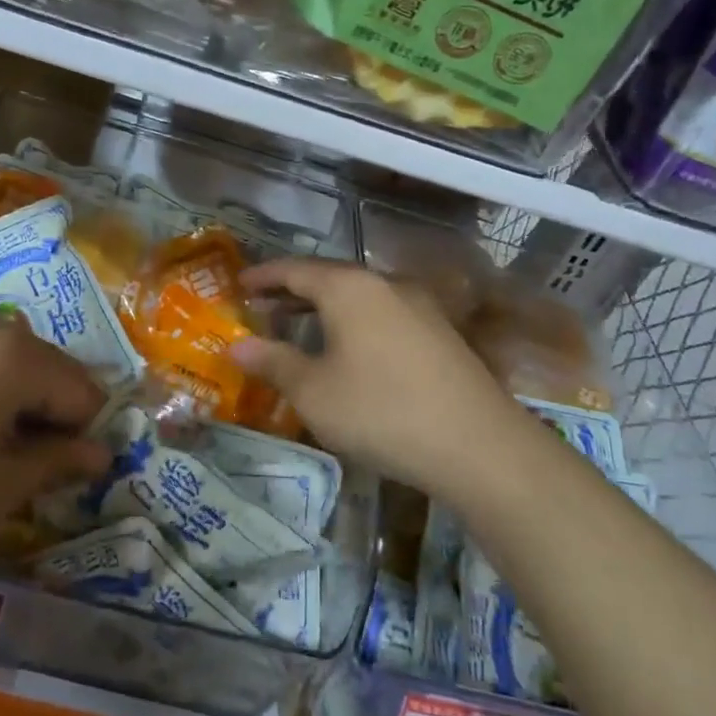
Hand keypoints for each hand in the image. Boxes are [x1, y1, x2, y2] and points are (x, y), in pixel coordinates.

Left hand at [0, 300, 107, 600]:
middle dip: (46, 409)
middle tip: (22, 465)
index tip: (64, 473)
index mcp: (11, 355)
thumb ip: (54, 463)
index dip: (82, 433)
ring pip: (2, 351)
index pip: (80, 389)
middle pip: (42, 363)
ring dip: (10, 390)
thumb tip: (99, 451)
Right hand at [230, 259, 534, 498]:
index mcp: (349, 287)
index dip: (263, 276)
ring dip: (324, 308)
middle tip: (262, 307)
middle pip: (328, 277)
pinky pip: (382, 314)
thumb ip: (273, 362)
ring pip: (358, 296)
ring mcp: (419, 305)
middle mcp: (385, 283)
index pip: (294, 269)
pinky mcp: (440, 332)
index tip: (238, 283)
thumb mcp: (314, 392)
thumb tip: (236, 345)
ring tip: (299, 328)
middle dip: (292, 291)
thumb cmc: (381, 411)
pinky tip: (349, 350)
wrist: (479, 445)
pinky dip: (353, 322)